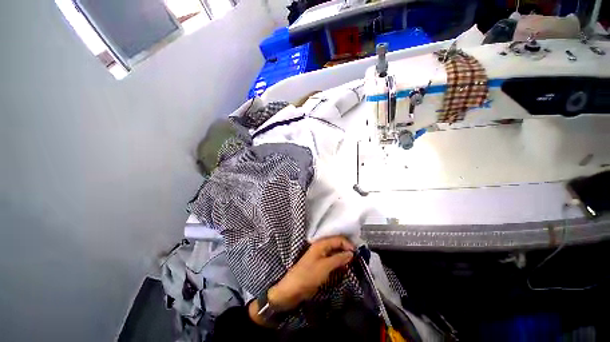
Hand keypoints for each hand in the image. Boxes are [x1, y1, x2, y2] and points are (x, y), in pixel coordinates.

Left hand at [268, 236, 354, 310]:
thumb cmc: (309, 275)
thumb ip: (339, 258)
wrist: (293, 289)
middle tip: (357, 259)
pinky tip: (344, 267)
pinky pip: (332, 259)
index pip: (338, 239)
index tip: (357, 254)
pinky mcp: (320, 264)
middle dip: (347, 249)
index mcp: (321, 243)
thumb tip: (351, 253)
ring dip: (343, 256)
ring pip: (335, 252)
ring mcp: (320, 255)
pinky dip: (339, 262)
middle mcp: (321, 247)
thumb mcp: (325, 266)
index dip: (348, 245)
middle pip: (337, 244)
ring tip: (353, 264)